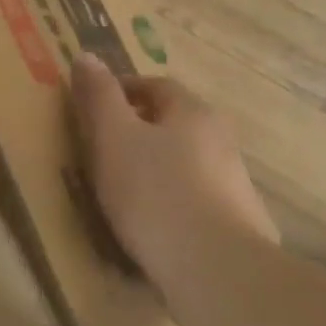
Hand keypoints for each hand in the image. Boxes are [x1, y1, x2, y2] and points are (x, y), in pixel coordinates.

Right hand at [70, 53, 276, 294]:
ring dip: (157, 166)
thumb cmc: (155, 193)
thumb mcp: (114, 138)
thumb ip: (99, 96)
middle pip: (174, 123)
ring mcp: (235, 183)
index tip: (93, 106)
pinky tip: (153, 225)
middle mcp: (221, 139)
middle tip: (102, 148)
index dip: (122, 90)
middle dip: (139, 129)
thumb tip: (86, 56)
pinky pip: (195, 199)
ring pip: (186, 161)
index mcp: (192, 112)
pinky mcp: (238, 223)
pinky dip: (172, 201)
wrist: (216, 270)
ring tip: (123, 191)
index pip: (156, 85)